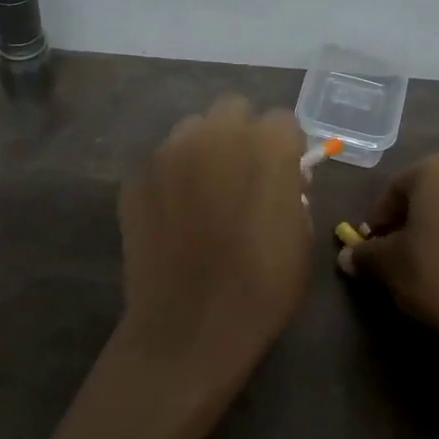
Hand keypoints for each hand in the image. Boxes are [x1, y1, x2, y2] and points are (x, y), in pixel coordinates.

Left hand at [117, 95, 311, 392]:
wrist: (189, 329)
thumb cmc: (261, 289)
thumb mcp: (301, 239)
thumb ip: (294, 194)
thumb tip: (283, 180)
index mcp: (266, 146)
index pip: (282, 121)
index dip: (285, 147)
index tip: (284, 174)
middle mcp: (216, 135)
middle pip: (233, 109)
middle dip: (242, 133)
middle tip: (243, 174)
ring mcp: (170, 153)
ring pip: (193, 129)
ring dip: (204, 149)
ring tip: (204, 191)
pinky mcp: (136, 177)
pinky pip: (161, 162)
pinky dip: (171, 179)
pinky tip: (173, 216)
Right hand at [342, 152, 438, 357]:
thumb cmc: (437, 274)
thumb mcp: (390, 265)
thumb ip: (366, 254)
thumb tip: (346, 257)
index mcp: (438, 169)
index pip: (395, 190)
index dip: (379, 219)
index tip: (371, 247)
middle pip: (431, 194)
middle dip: (413, 219)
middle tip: (400, 253)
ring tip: (435, 263)